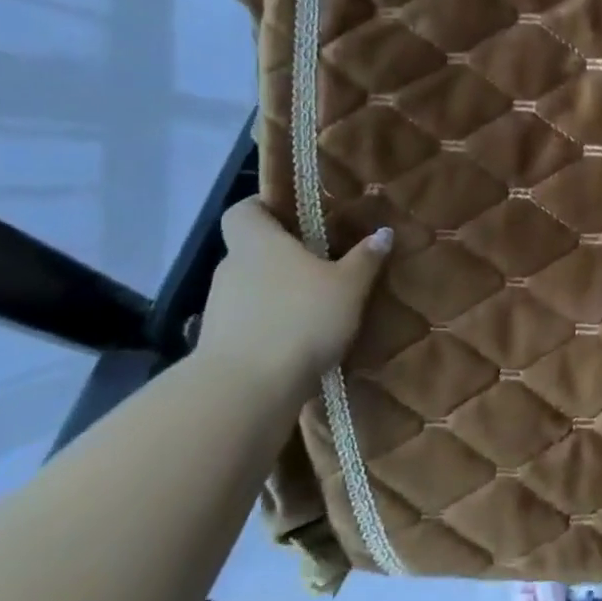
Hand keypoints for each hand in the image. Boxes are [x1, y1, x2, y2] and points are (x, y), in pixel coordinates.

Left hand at [196, 199, 390, 401]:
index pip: (244, 210)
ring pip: (251, 288)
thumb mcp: (348, 286)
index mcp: (257, 241)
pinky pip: (248, 323)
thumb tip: (383, 232)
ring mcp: (218, 308)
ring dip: (277, 294)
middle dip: (283, 257)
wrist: (245, 391)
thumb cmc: (300, 319)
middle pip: (252, 250)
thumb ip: (365, 258)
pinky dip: (269, 327)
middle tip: (321, 265)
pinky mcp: (218, 345)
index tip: (295, 217)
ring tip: (314, 308)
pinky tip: (299, 342)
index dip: (265, 208)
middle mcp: (231, 267)